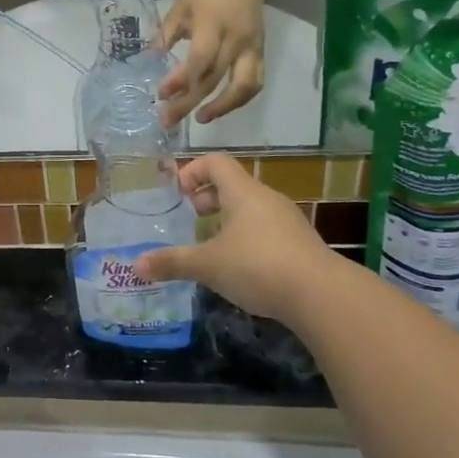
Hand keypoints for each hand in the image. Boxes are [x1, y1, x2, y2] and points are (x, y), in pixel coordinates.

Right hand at [134, 154, 327, 320]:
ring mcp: (288, 221)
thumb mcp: (208, 265)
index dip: (193, 171)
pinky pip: (266, 229)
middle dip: (207, 198)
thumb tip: (136, 266)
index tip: (178, 194)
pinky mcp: (301, 244)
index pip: (216, 162)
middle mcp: (266, 199)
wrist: (322, 296)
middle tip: (190, 219)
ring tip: (211, 245)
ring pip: (250, 209)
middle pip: (232, 185)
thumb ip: (173, 262)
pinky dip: (248, 238)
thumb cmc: (258, 266)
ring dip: (227, 220)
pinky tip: (240, 268)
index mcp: (243, 192)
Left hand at [159, 0, 266, 126]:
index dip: (181, 80)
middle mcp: (236, 40)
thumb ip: (166, 34)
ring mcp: (252, 48)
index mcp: (213, 24)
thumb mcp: (181, 6)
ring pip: (243, 87)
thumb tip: (149, 60)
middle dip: (190, 102)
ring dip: (222, 108)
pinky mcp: (261, 52)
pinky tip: (220, 107)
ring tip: (200, 119)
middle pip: (215, 79)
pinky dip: (239, 99)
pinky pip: (255, 82)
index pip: (200, 60)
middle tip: (168, 120)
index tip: (161, 94)